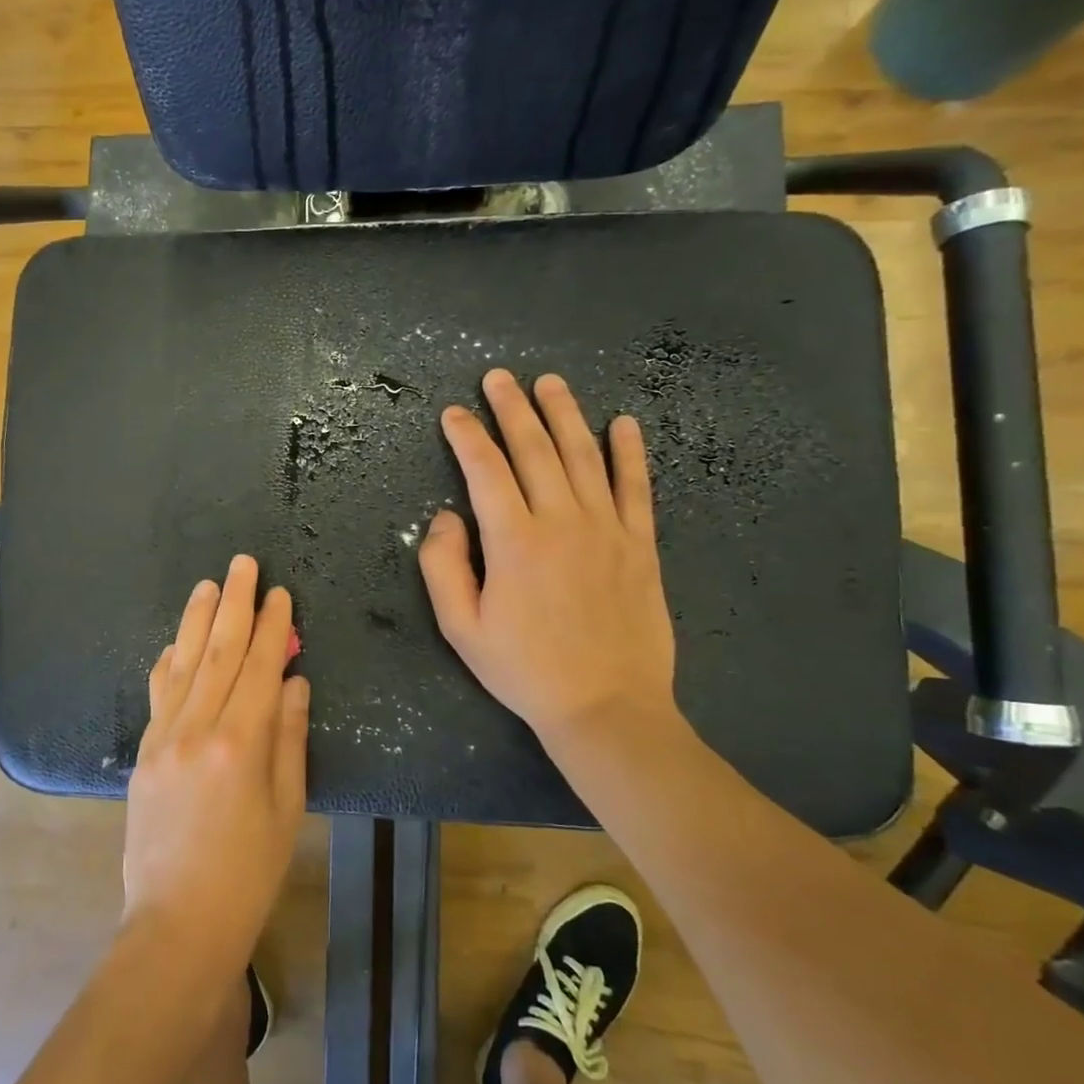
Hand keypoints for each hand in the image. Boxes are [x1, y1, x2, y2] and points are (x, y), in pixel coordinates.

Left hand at [122, 555, 309, 982]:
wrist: (177, 922)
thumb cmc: (248, 872)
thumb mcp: (287, 807)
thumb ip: (289, 737)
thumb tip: (294, 682)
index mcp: (240, 743)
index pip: (259, 667)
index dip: (272, 626)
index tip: (280, 592)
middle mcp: (197, 729)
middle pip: (219, 652)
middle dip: (234, 604)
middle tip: (242, 564)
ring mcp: (163, 738)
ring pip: (183, 664)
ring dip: (197, 620)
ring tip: (208, 584)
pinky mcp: (143, 753)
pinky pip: (158, 694)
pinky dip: (168, 662)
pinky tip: (175, 640)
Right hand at [420, 369, 680, 764]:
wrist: (606, 706)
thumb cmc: (523, 669)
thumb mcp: (461, 627)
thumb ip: (443, 566)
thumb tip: (446, 517)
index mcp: (514, 541)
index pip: (485, 470)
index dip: (466, 437)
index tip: (453, 413)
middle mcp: (562, 521)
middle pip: (534, 449)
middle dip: (512, 409)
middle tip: (498, 378)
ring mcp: (607, 529)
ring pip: (584, 455)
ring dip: (565, 414)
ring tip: (550, 383)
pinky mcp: (640, 544)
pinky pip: (636, 487)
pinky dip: (630, 452)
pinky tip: (624, 423)